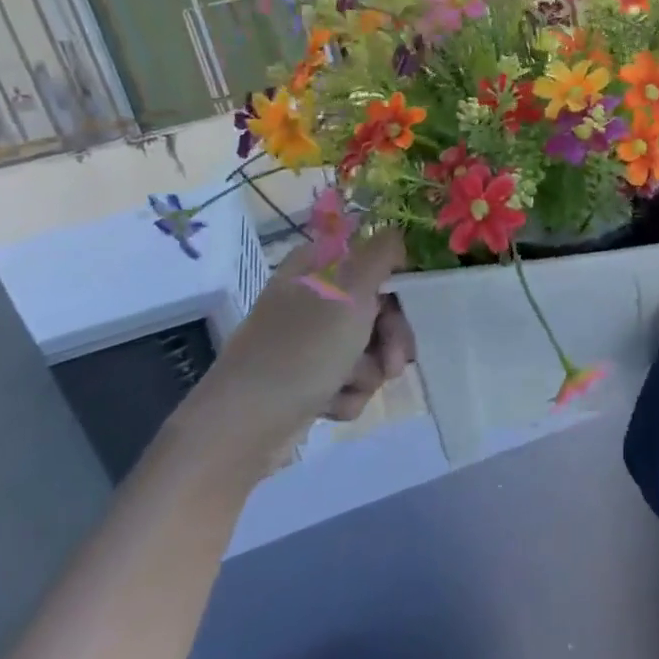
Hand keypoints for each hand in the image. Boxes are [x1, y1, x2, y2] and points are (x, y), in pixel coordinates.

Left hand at [174, 232, 413, 472]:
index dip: (398, 283)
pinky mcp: (310, 380)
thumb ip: (380, 254)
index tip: (413, 304)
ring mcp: (310, 341)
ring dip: (369, 371)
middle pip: (378, 307)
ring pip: (369, 349)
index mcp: (317, 267)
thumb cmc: (302, 349)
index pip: (373, 259)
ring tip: (350, 384)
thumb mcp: (349, 290)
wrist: (245, 425)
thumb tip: (396, 233)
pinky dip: (347, 394)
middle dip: (390, 337)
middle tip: (395, 361)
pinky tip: (329, 404)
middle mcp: (314, 298)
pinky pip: (351, 381)